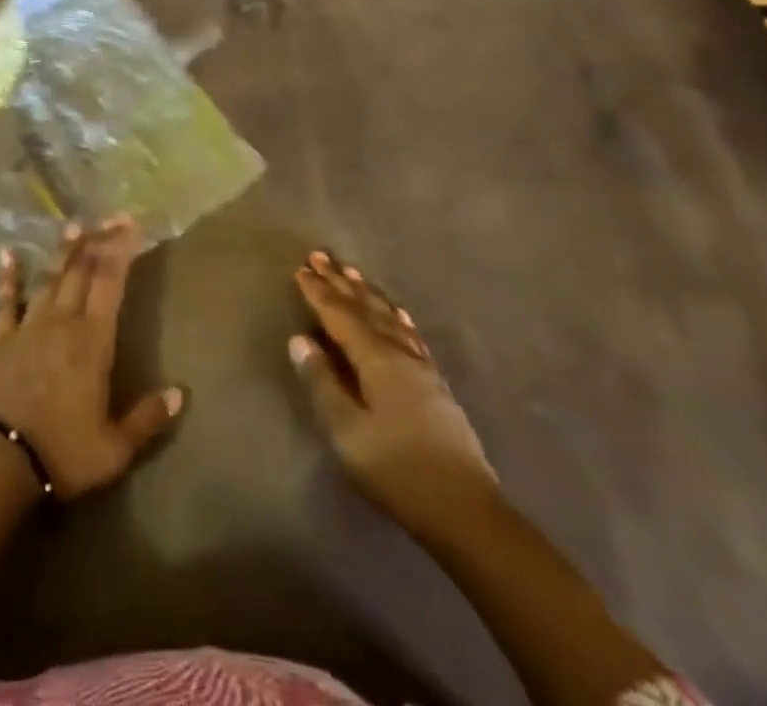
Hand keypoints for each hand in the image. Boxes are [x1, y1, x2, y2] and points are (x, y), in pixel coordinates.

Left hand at [0, 218, 182, 499]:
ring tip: (73, 226)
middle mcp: (63, 323)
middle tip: (110, 217)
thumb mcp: (115, 447)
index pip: (111, 284)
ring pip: (50, 279)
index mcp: (93, 342)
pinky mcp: (2, 339)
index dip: (121, 251)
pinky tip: (7, 254)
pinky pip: (7, 301)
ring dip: (63, 252)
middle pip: (82, 272)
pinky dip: (8, 277)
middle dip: (98, 242)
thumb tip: (180, 393)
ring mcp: (29, 327)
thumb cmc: (63, 452)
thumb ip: (147, 418)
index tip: (131, 224)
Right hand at [290, 250, 500, 535]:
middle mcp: (400, 353)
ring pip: (390, 318)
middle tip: (321, 255)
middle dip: (341, 283)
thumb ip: (323, 383)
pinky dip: (399, 318)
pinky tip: (399, 314)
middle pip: (366, 309)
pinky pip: (412, 336)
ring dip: (368, 294)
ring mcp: (422, 369)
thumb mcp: (347, 431)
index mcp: (376, 360)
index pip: (340, 316)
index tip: (301, 268)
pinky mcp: (436, 386)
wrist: (466, 511)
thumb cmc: (397, 469)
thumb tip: (300, 340)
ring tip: (353, 273)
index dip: (319, 293)